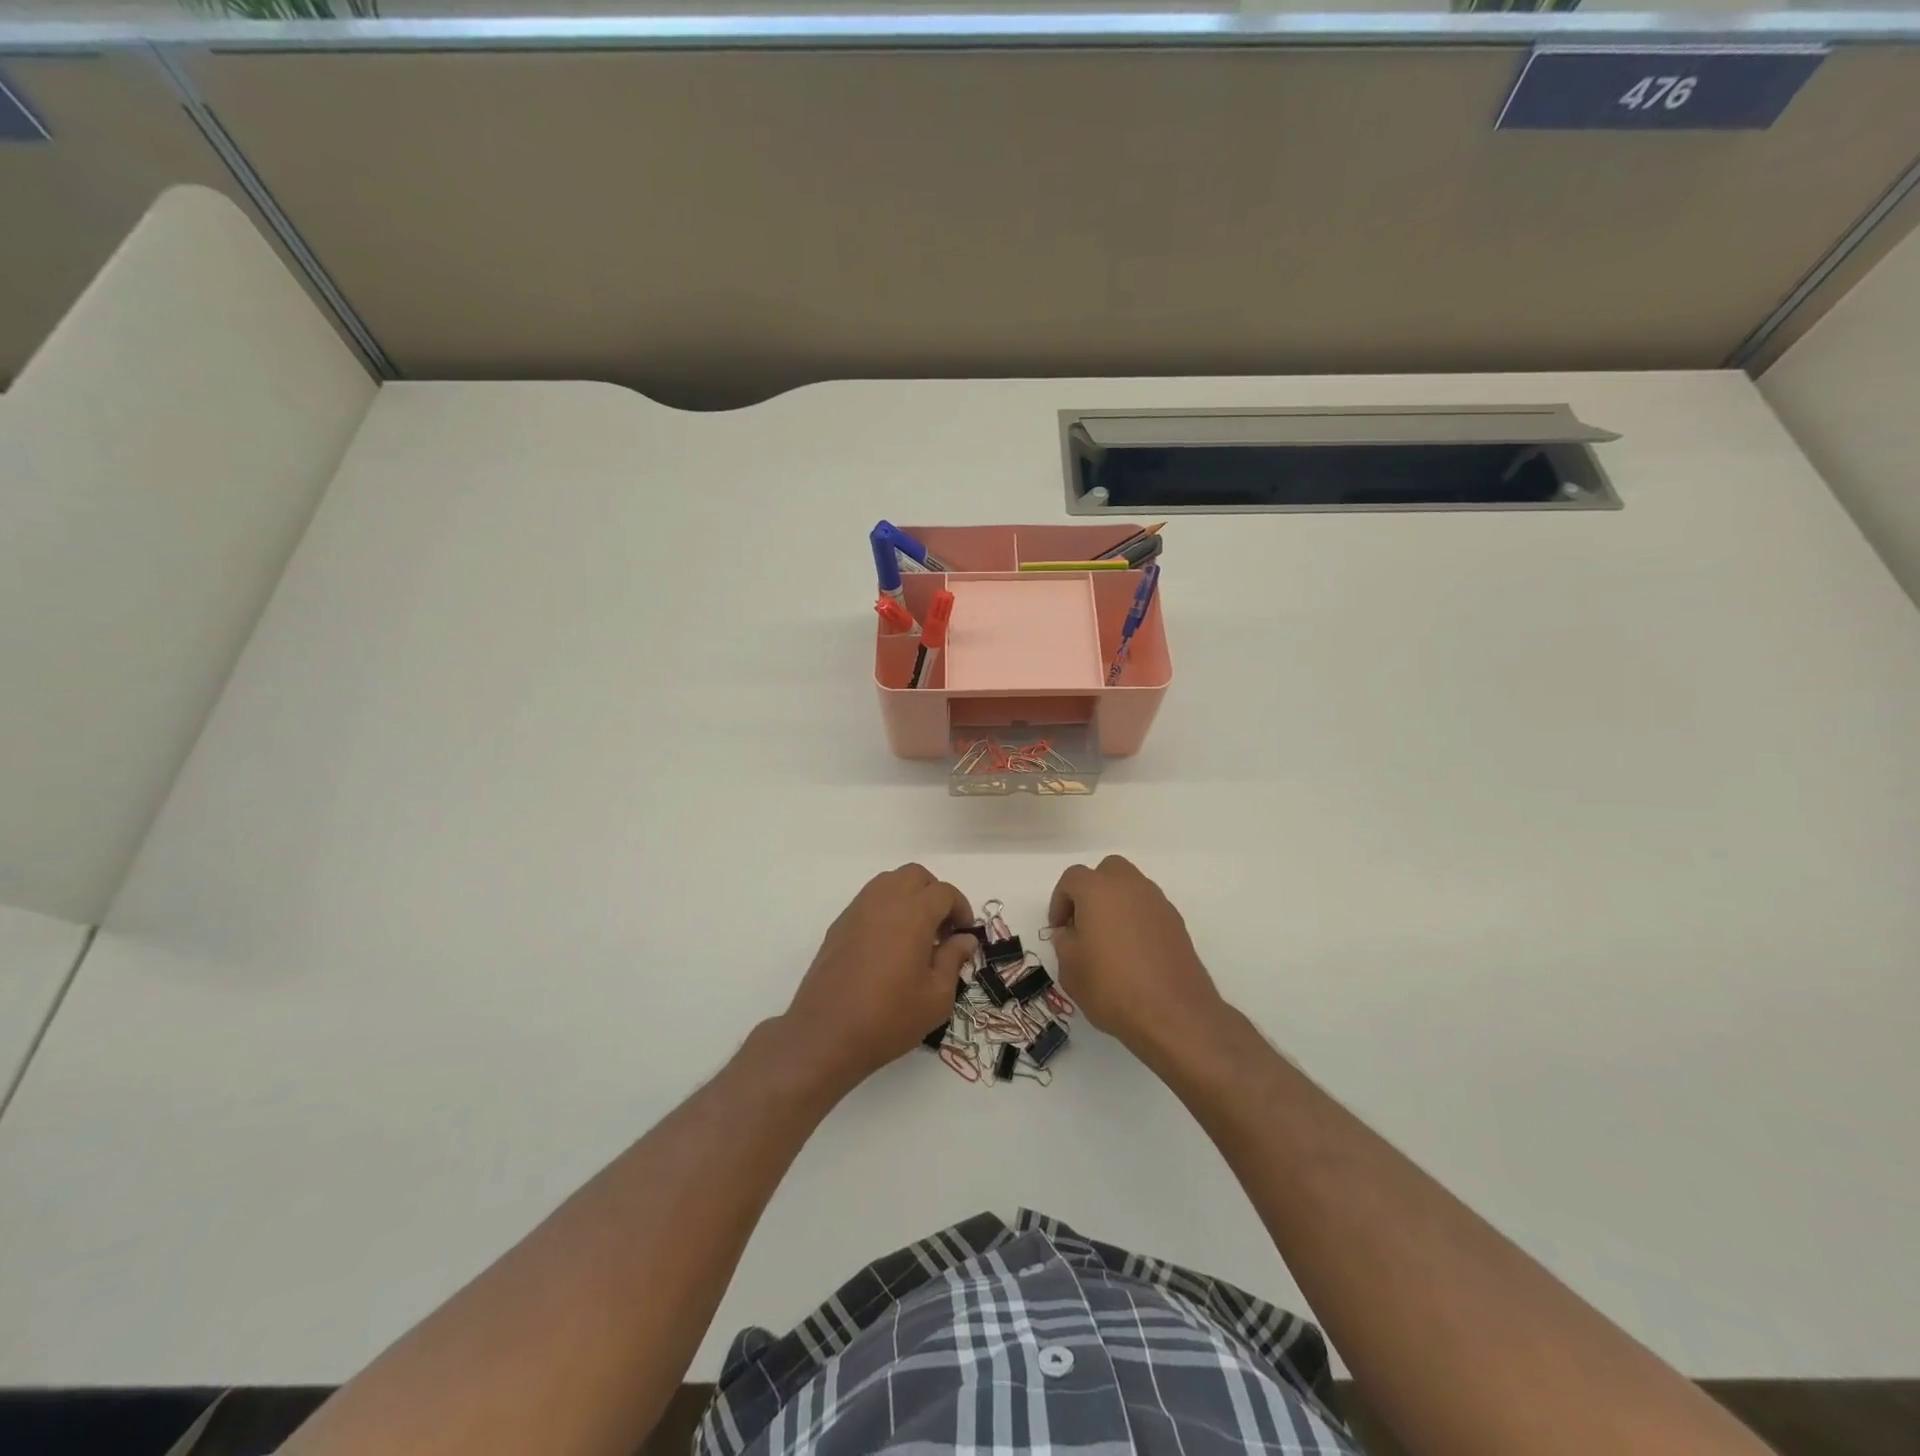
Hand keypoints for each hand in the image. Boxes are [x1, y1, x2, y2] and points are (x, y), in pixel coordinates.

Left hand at [783, 864, 975, 1092]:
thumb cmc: (889, 1017)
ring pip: (889, 882)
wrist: (826, 1033)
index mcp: (913, 913)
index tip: (965, 934)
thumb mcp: (936, 996)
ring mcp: (857, 910)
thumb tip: (964, 939)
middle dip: (934, 893)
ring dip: (909, 897)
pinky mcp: (839, 925)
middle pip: (915, 875)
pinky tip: (889, 945)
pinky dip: (886, 909)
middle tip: (942, 928)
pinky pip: (869, 901)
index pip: (944, 892)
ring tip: (916, 935)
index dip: (961, 908)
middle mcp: (884, 901)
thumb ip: (953, 959)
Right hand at [1047, 855, 1226, 1064]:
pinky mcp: (1177, 923)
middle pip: (1107, 871)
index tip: (1059, 929)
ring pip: (1131, 888)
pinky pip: (1149, 909)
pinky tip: (1133, 953)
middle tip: (1084, 923)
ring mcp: (1158, 902)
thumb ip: (1064, 942)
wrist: (1173, 1013)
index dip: (1060, 901)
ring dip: (1116, 904)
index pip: (1071, 878)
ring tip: (1109, 941)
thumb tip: (1071, 932)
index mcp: (1097, 889)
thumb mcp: (1070, 969)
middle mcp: (1130, 886)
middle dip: (1092, 891)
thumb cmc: (1111, 986)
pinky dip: (1137, 920)